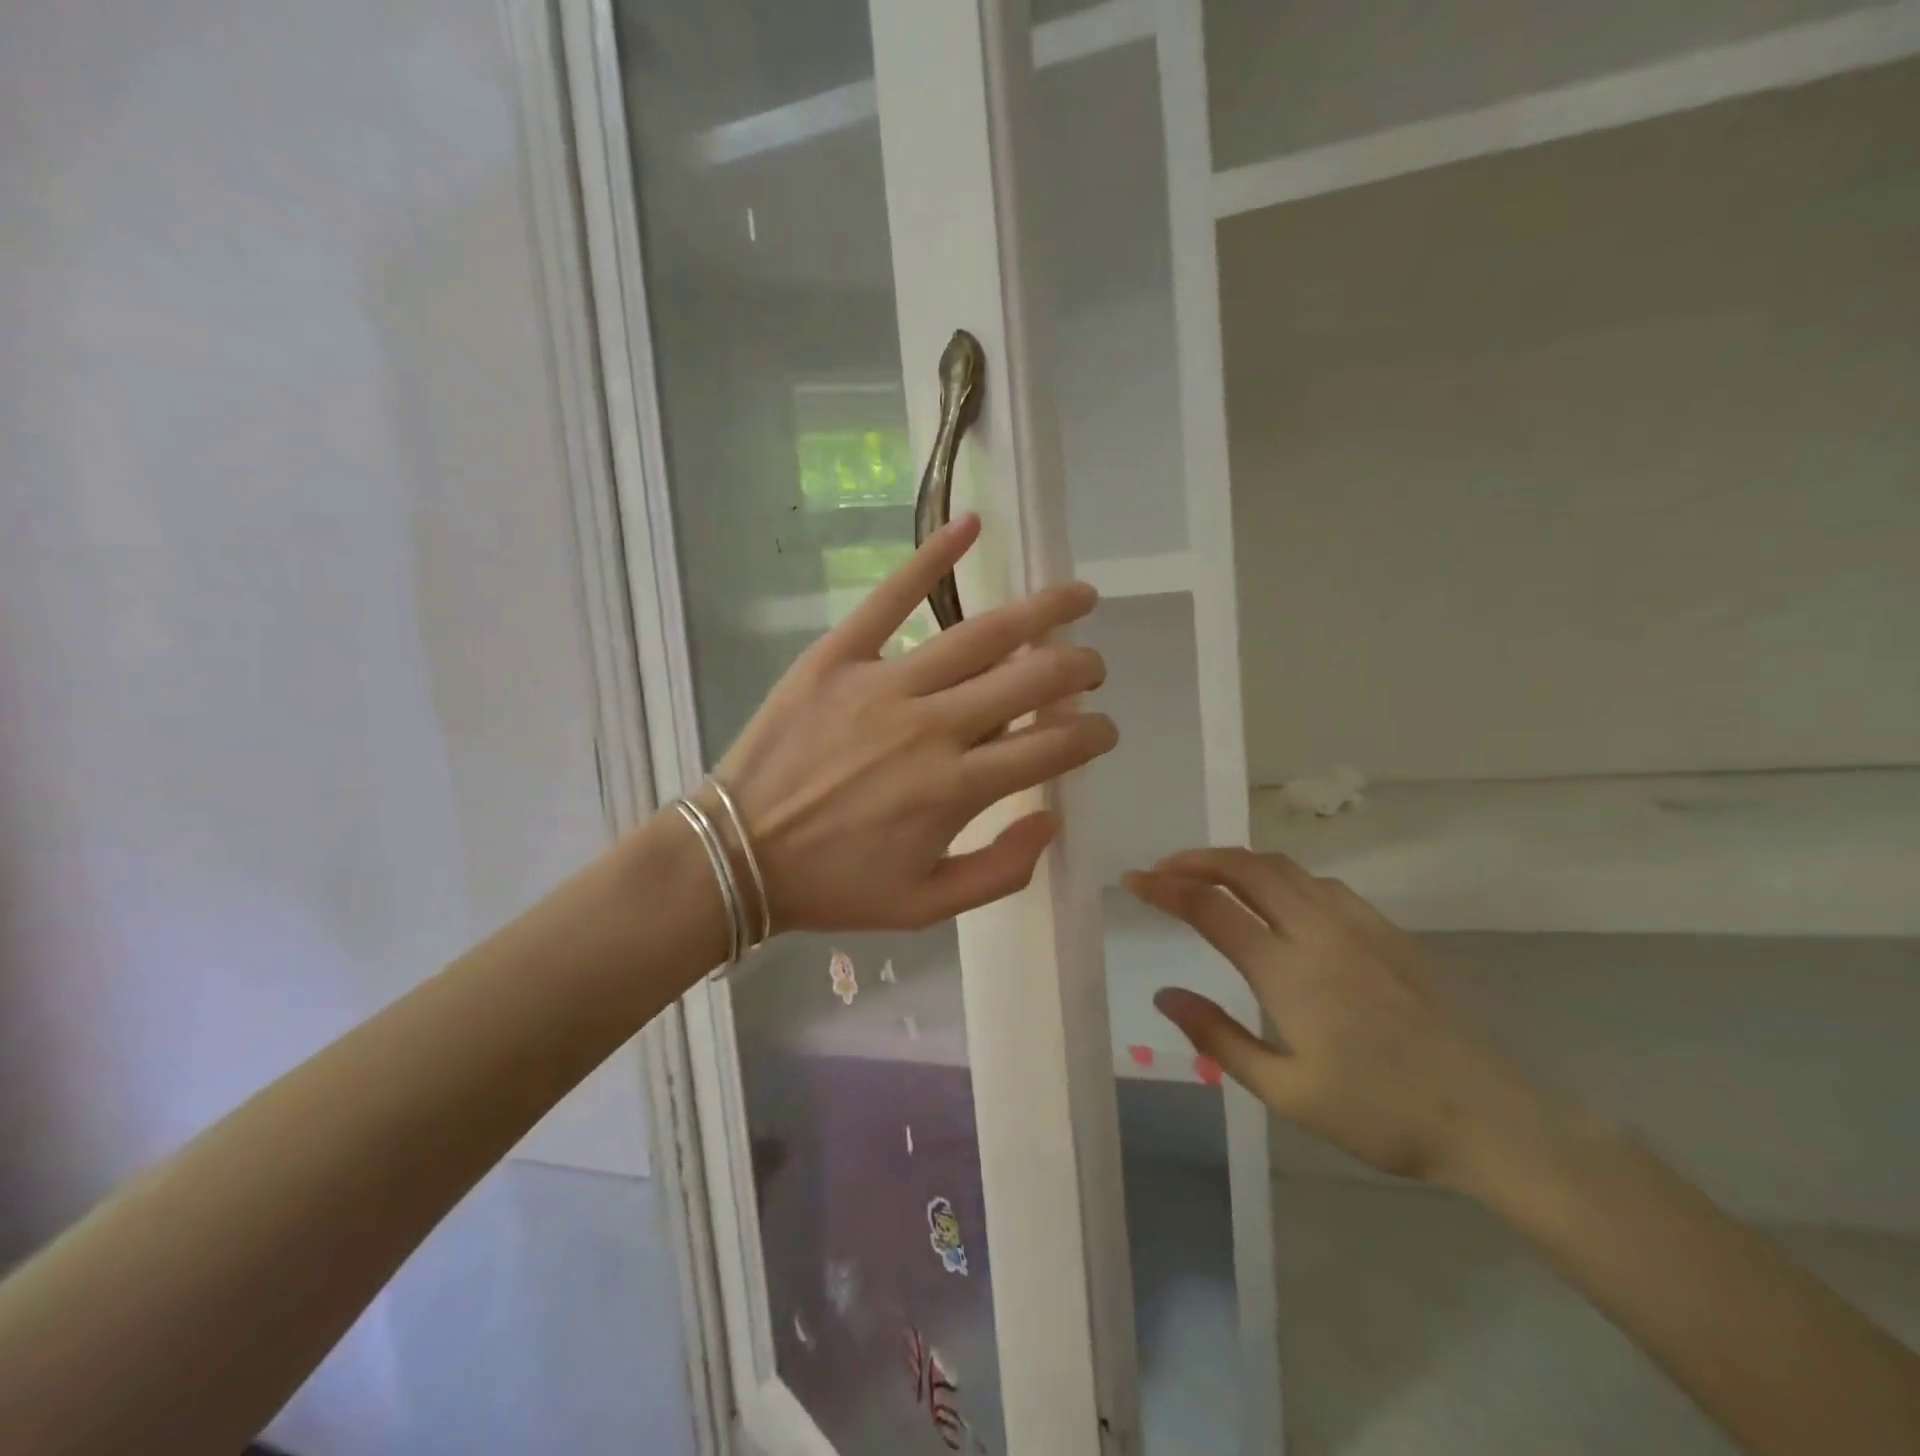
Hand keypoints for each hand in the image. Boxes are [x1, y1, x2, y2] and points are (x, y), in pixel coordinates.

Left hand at [717, 514, 1116, 933]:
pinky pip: (890, 597)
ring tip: (1078, 596)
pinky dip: (932, 557)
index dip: (1092, 736)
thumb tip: (1052, 817)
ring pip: (981, 634)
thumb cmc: (835, 886)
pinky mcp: (838, 656)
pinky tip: (971, 523)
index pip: (1051, 747)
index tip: (1104, 730)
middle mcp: (931, 727)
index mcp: (955, 790)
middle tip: (1094, 666)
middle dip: (1079, 669)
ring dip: (1042, 612)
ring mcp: (884, 684)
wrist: (737, 856)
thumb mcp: (927, 906)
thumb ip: (1002, 870)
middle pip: (1030, 680)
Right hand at [1126, 849, 1553, 1191]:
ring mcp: (1356, 923)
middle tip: (1163, 870)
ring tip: (1208, 875)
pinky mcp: (1385, 929)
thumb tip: (1164, 996)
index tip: (1133, 880)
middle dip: (1195, 859)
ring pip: (1283, 867)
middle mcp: (1317, 930)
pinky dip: (1280, 876)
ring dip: (1237, 861)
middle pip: (1245, 868)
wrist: (1489, 1117)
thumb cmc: (1380, 1113)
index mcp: (1286, 969)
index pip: (1209, 907)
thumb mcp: (1286, 1092)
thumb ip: (1218, 1038)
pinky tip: (1277, 899)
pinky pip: (1319, 882)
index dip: (1164, 888)